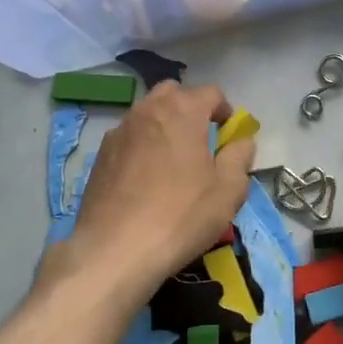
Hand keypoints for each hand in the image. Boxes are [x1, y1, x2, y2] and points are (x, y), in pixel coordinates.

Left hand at [48, 82, 255, 308]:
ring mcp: (119, 130)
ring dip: (164, 126)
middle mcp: (148, 110)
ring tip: (172, 162)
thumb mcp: (228, 190)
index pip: (211, 92)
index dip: (224, 110)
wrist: (115, 250)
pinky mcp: (101, 155)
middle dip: (190, 109)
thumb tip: (241, 141)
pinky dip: (142, 146)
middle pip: (174, 94)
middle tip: (200, 142)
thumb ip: (240, 157)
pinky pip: (129, 138)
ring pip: (147, 114)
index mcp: (182, 110)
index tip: (228, 136)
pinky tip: (145, 180)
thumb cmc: (181, 215)